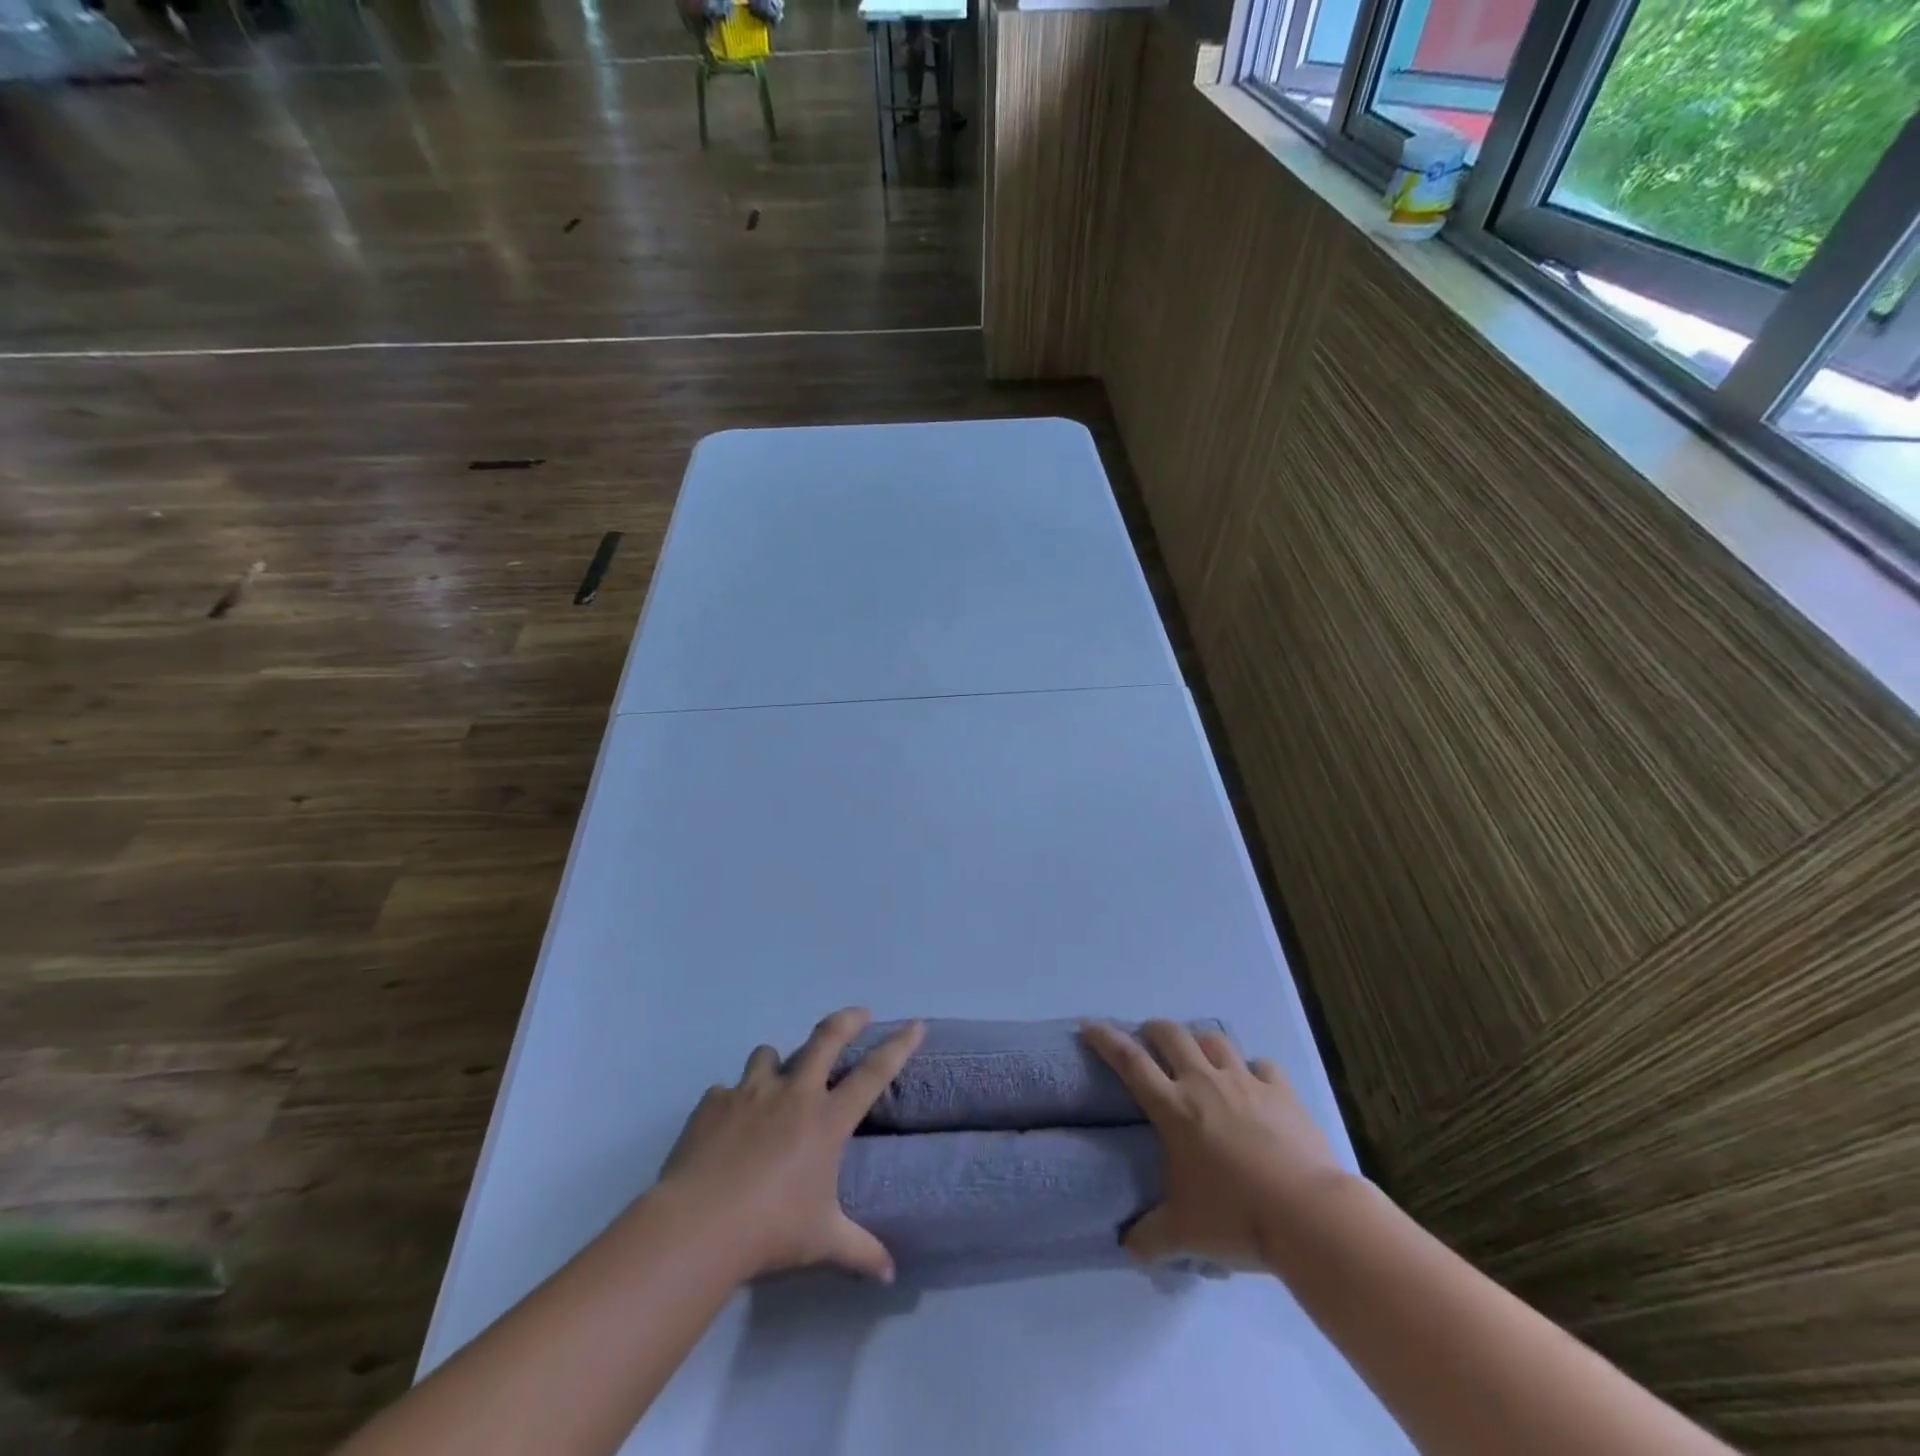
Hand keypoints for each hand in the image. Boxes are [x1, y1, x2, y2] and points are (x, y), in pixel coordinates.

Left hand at [658, 1008, 924, 1283]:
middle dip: (847, 1020)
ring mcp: (750, 1092)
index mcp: (826, 1119)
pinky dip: (732, 1101)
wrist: (699, 1225)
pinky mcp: (713, 1102)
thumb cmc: (771, 1229)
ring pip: (770, 1054)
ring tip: (778, 1077)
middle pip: (826, 1039)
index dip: (898, 1045)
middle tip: (858, 1014)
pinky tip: (727, 1125)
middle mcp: (793, 1094)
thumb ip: (859, 1251)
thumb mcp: (822, 1241)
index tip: (915, 1024)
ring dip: (778, 1062)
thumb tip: (891, 1276)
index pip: (874, 1073)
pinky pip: (726, 1090)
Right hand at [1081, 1019, 1347, 1269]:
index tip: (1090, 1025)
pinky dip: (1252, 1069)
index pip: (1129, 1060)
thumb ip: (1150, 1237)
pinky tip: (1254, 1084)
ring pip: (1214, 1040)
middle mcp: (1204, 1082)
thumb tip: (1127, 1248)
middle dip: (1154, 1030)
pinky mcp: (1282, 1091)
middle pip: (1171, 1035)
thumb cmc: (1237, 1218)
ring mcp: (1245, 1081)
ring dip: (1200, 1042)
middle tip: (1149, 1042)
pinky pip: (1261, 1065)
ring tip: (1198, 1057)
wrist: (1310, 1216)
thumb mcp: (1184, 1234)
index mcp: (1173, 1107)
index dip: (1105, 1038)